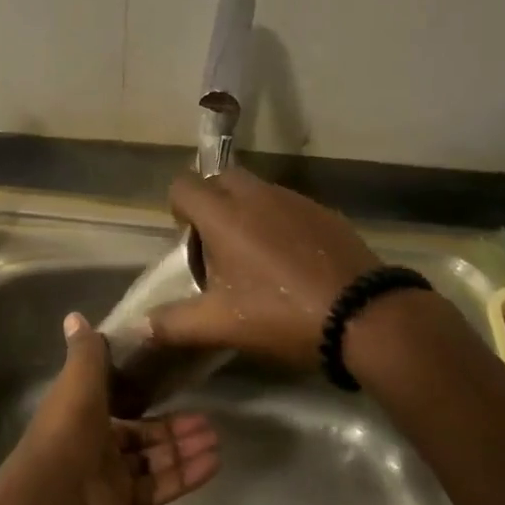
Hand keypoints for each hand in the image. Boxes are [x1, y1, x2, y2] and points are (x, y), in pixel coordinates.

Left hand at [17, 313, 219, 504]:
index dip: (140, 388)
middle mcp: (94, 439)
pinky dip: (184, 475)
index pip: (115, 395)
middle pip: (140, 430)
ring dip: (183, 448)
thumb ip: (86, 351)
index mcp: (81, 407)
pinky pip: (158, 486)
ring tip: (216, 438)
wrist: (55, 499)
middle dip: (173, 425)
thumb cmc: (68, 428)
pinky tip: (212, 464)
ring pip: (152, 458)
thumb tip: (74, 315)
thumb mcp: (78, 380)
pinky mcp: (122, 502)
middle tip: (207, 417)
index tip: (170, 377)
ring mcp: (108, 474)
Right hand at [150, 167, 380, 370]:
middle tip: (218, 246)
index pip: (183, 185)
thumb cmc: (282, 314)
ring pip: (256, 190)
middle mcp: (255, 195)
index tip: (188, 242)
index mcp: (223, 215)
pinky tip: (292, 262)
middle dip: (212, 203)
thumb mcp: (222, 326)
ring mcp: (293, 199)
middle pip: (220, 179)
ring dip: (246, 212)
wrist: (364, 316)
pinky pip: (287, 205)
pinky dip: (279, 222)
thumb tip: (139, 326)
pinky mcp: (323, 211)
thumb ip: (174, 324)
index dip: (178, 209)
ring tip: (256, 258)